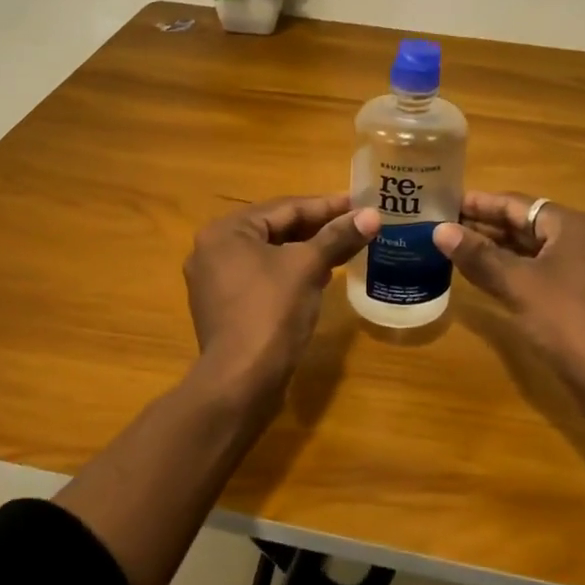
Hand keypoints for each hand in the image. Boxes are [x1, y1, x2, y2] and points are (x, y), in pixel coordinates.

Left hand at [184, 194, 380, 401]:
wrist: (241, 381)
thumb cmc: (271, 313)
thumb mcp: (308, 268)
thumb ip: (338, 237)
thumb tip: (372, 215)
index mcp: (226, 231)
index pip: (284, 208)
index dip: (326, 205)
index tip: (360, 203)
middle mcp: (212, 250)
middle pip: (275, 229)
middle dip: (317, 228)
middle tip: (356, 224)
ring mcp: (215, 282)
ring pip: (270, 255)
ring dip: (306, 251)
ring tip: (344, 248)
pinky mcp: (225, 308)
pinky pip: (263, 278)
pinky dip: (290, 273)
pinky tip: (319, 277)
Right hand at [434, 192, 584, 419]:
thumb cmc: (566, 321)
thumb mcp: (516, 284)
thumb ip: (478, 255)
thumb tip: (440, 231)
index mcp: (576, 226)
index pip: (519, 205)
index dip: (481, 204)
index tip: (448, 203)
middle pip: (531, 225)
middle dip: (490, 227)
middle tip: (449, 228)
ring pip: (540, 251)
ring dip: (503, 251)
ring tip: (463, 250)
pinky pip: (550, 272)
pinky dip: (521, 271)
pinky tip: (494, 279)